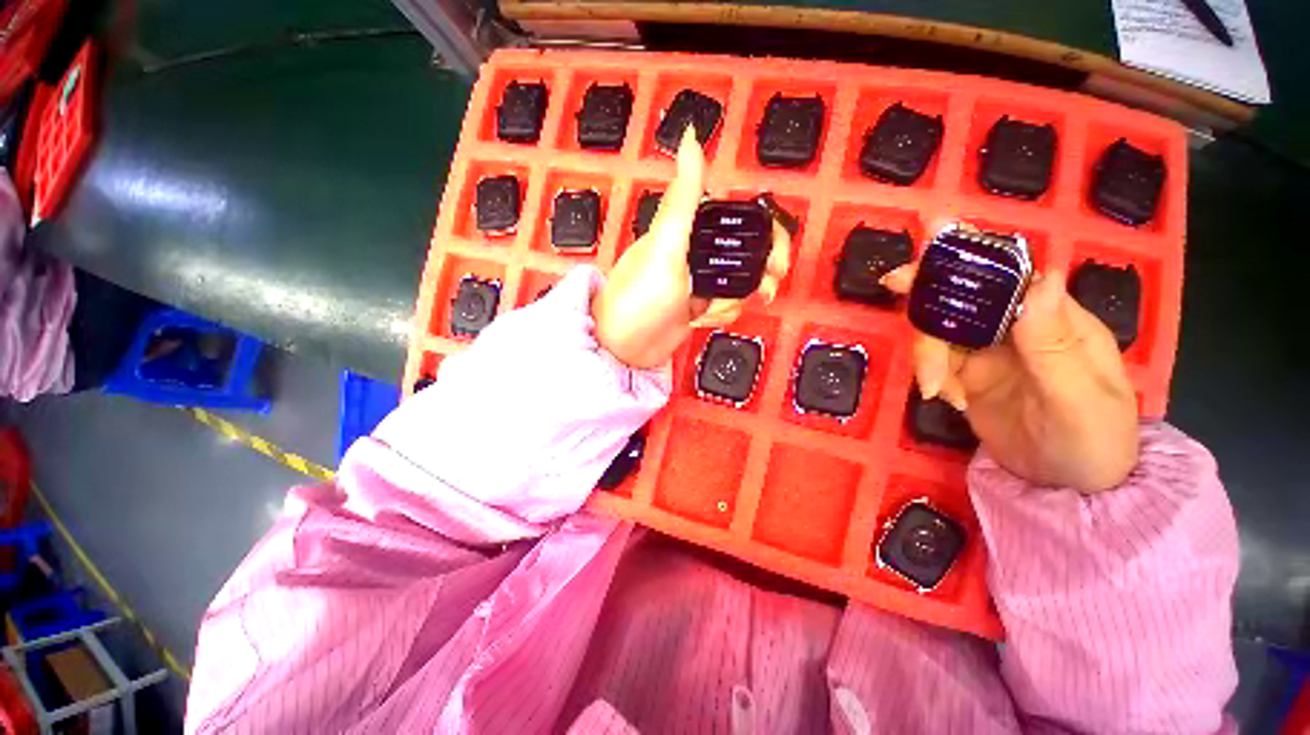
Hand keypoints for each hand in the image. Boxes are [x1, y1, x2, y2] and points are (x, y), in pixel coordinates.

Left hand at [593, 128, 790, 368]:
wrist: (624, 347)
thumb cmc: (641, 296)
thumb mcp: (665, 247)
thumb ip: (683, 198)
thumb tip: (691, 134)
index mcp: (689, 229)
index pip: (740, 219)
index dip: (766, 233)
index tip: (775, 255)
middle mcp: (697, 252)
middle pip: (747, 253)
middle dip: (760, 271)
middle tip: (765, 289)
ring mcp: (699, 281)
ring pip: (740, 283)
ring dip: (733, 299)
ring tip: (710, 311)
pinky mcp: (700, 306)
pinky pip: (728, 305)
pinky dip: (721, 314)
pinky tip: (700, 321)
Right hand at [883, 265, 1138, 492]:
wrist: (1071, 488)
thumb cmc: (1093, 441)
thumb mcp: (1080, 398)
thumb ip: (1054, 344)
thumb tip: (1040, 276)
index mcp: (1051, 317)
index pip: (1009, 272)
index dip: (969, 253)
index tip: (930, 240)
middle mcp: (1015, 326)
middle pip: (962, 293)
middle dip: (927, 287)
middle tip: (891, 284)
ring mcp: (987, 351)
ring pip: (939, 329)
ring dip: (926, 354)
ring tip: (934, 390)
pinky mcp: (966, 374)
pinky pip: (934, 361)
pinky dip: (929, 376)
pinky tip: (942, 399)